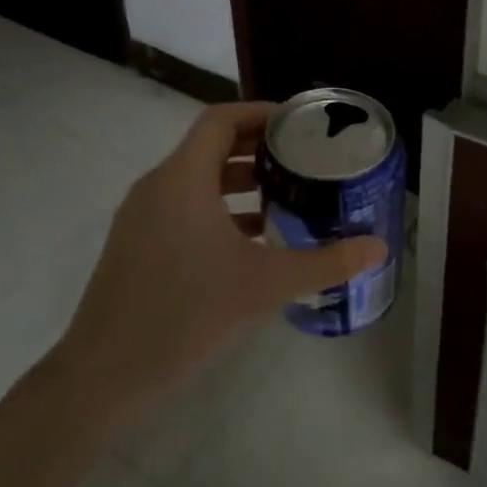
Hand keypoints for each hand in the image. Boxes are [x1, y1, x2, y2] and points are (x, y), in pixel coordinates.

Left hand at [58, 101, 386, 418]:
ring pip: (196, 180)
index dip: (260, 113)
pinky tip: (252, 241)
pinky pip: (183, 207)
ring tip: (286, 196)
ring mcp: (141, 217)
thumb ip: (327, 263)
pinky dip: (219, 209)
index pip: (220, 120)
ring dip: (240, 181)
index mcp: (183, 180)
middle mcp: (157, 187)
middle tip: (303, 159)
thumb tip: (379, 247)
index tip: (299, 124)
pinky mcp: (136, 244)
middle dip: (258, 148)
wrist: (106, 373)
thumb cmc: (188, 314)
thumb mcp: (267, 285)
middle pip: (210, 147)